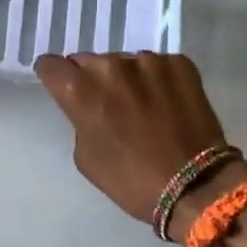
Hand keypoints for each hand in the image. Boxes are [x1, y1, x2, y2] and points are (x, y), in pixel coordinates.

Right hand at [33, 51, 232, 223]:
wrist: (195, 185)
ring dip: (127, 79)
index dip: (55, 77)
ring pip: (125, 62)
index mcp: (80, 89)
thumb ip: (80, 121)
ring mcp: (148, 61)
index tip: (63, 88)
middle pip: (89, 61)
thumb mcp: (86, 157)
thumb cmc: (130, 180)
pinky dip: (158, 81)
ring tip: (142, 107)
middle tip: (107, 105)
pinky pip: (158, 66)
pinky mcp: (179, 64)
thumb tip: (91, 106)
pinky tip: (167, 105)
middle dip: (92, 79)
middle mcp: (111, 66)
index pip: (51, 65)